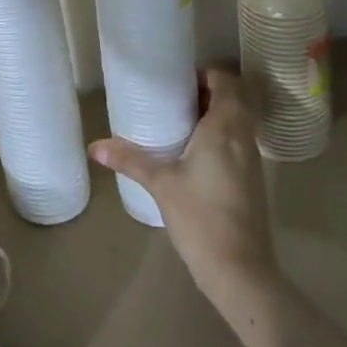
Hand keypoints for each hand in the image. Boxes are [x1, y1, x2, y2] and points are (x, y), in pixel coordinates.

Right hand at [90, 67, 277, 302]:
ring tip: (181, 121)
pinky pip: (238, 142)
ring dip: (215, 114)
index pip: (227, 82)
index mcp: (224, 128)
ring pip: (238, 121)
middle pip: (234, 99)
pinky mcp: (251, 180)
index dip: (206, 74)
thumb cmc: (200, 217)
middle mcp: (243, 138)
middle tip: (175, 98)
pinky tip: (194, 153)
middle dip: (208, 92)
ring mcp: (251, 160)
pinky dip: (221, 136)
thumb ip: (129, 159)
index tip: (179, 80)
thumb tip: (94, 146)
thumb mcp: (160, 184)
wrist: (240, 271)